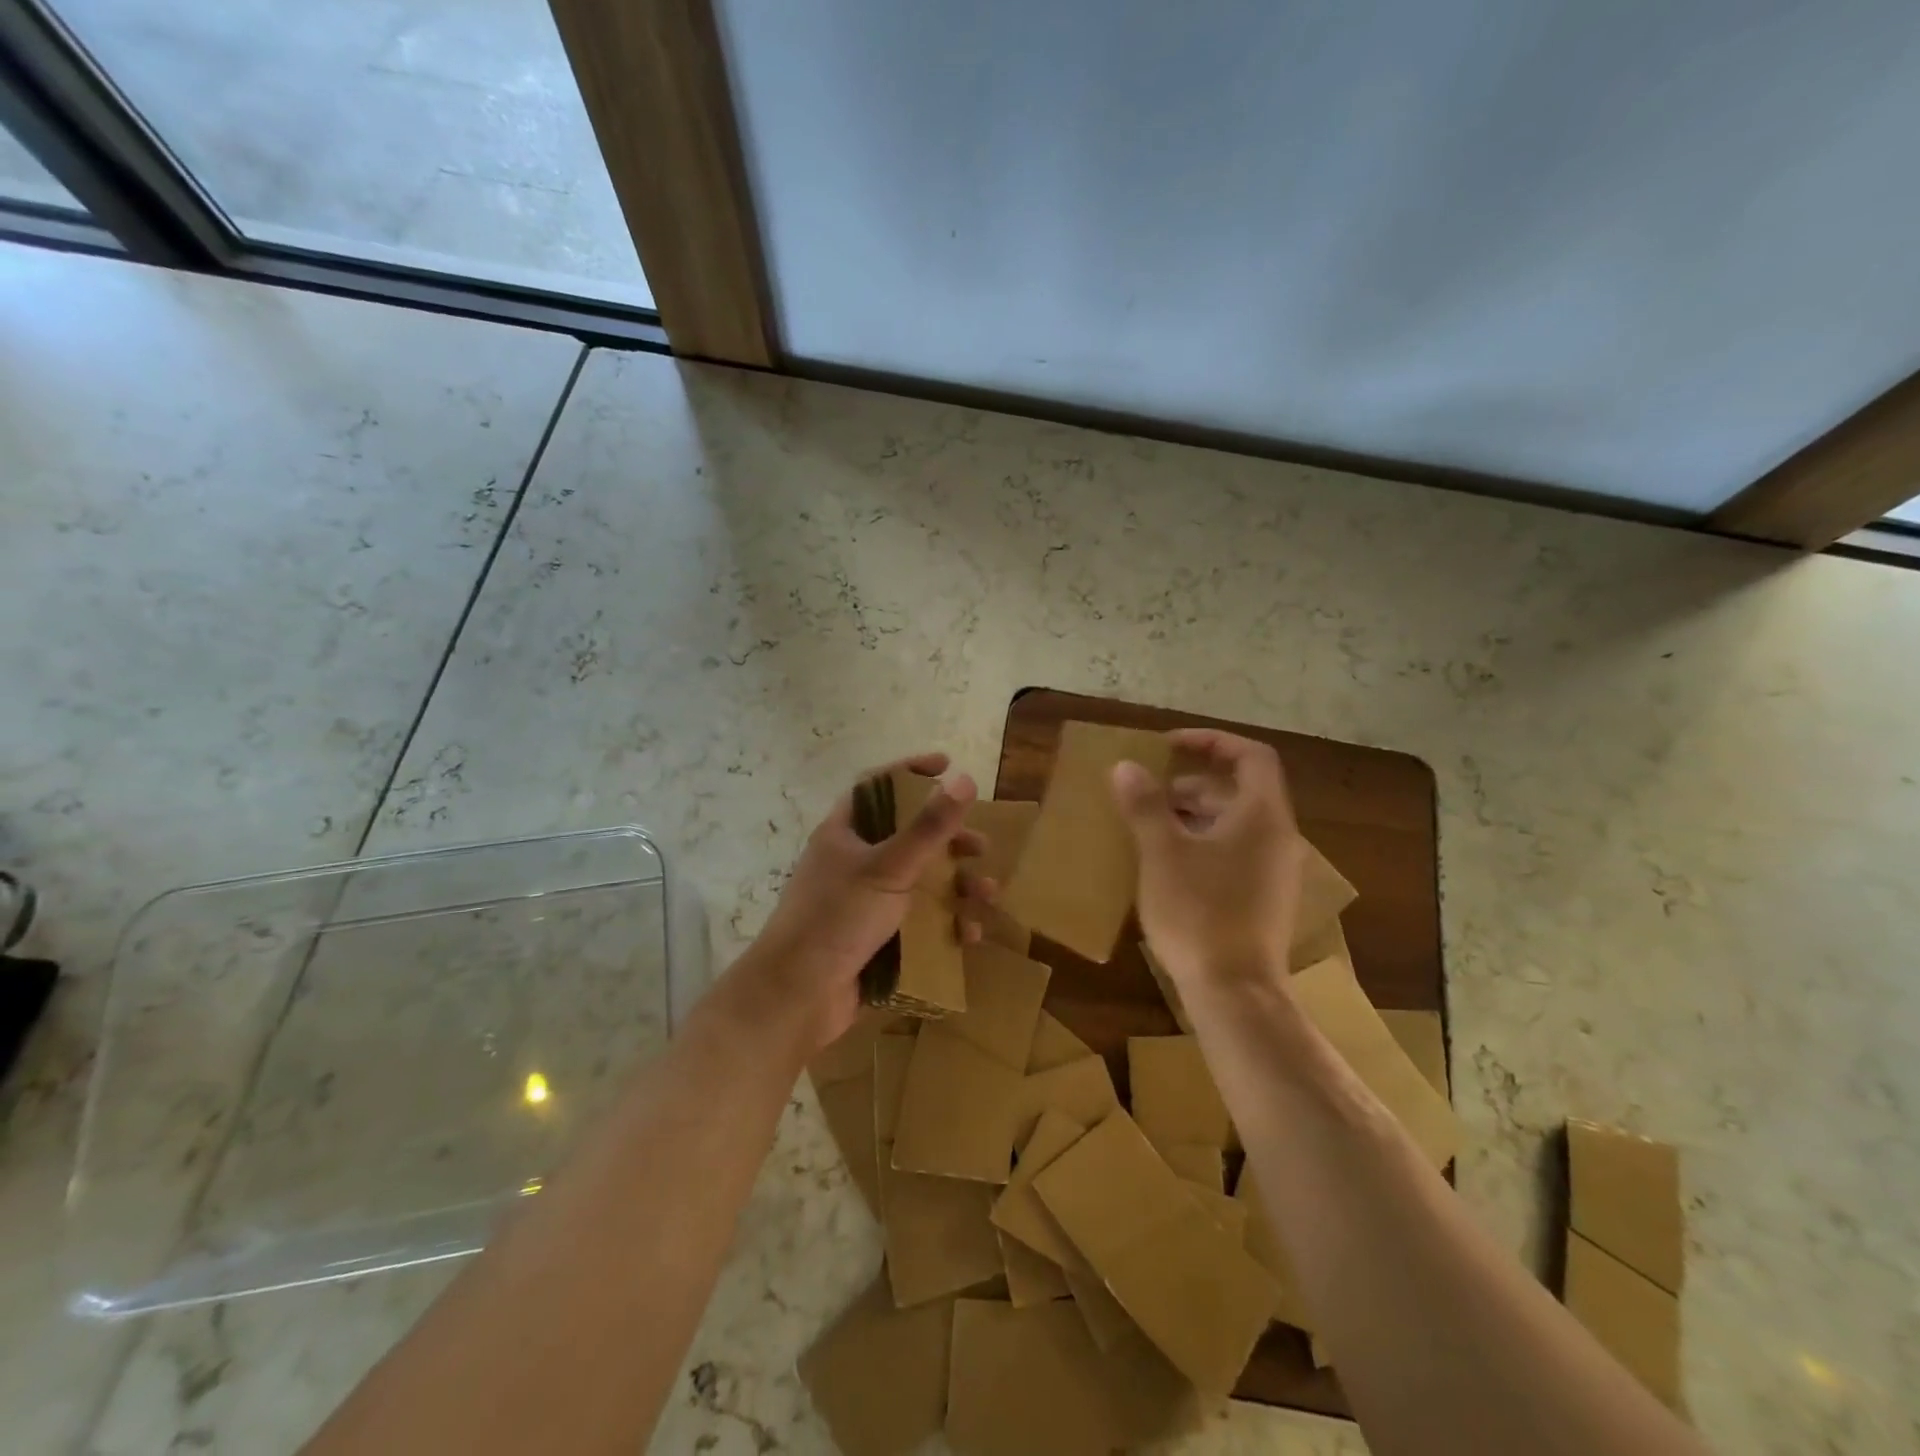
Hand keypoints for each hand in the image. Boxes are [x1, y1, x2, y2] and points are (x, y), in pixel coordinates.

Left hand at [740, 753, 994, 1051]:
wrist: (796, 998)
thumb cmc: (837, 918)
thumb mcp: (888, 867)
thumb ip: (928, 826)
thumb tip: (964, 778)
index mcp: (845, 834)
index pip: (877, 787)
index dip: (910, 771)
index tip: (946, 764)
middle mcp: (854, 863)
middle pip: (908, 838)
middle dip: (948, 841)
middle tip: (979, 846)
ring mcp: (865, 904)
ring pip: (920, 884)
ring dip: (956, 887)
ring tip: (986, 893)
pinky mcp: (877, 941)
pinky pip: (919, 924)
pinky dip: (946, 925)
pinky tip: (969, 934)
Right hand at [1112, 729, 1306, 986]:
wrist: (1235, 993)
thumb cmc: (1199, 913)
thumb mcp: (1162, 853)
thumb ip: (1145, 805)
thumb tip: (1126, 766)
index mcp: (1262, 816)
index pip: (1251, 756)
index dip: (1211, 741)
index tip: (1170, 745)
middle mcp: (1277, 837)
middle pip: (1238, 791)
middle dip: (1191, 785)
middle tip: (1148, 794)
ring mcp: (1273, 872)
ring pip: (1233, 825)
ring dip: (1193, 816)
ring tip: (1149, 828)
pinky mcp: (1263, 900)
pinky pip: (1233, 854)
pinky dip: (1202, 844)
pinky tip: (1166, 866)